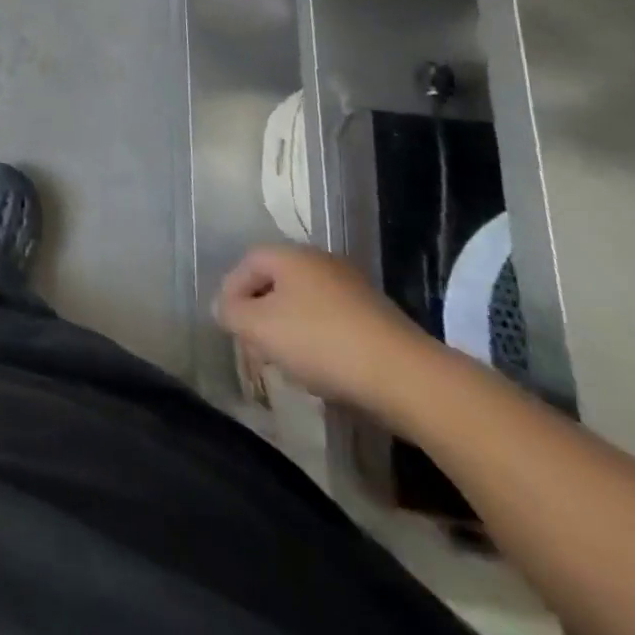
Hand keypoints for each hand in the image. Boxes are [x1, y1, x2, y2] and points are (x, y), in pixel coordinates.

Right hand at [214, 244, 438, 413]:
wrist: (410, 379)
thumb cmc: (322, 343)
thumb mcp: (259, 328)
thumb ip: (231, 313)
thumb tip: (224, 308)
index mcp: (291, 255)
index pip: (247, 263)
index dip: (231, 292)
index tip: (229, 324)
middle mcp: (322, 262)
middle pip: (277, 283)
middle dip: (261, 313)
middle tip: (255, 344)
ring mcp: (355, 289)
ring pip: (306, 304)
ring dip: (291, 329)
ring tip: (288, 362)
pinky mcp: (381, 320)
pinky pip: (335, 323)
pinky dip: (321, 341)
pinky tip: (324, 370)